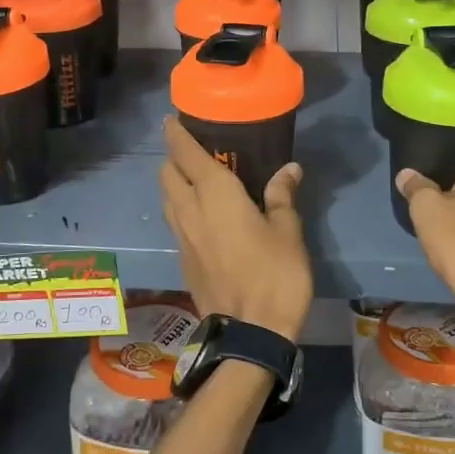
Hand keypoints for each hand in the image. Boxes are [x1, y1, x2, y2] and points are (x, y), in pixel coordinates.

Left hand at [158, 118, 311, 340]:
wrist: (249, 333)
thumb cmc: (274, 275)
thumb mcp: (288, 232)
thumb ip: (282, 196)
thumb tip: (288, 169)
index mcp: (215, 194)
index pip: (185, 153)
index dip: (175, 134)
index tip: (172, 120)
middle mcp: (190, 210)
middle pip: (167, 173)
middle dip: (173, 157)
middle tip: (194, 151)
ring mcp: (181, 237)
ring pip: (166, 199)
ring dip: (174, 183)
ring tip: (195, 180)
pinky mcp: (182, 260)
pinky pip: (173, 222)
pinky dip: (180, 208)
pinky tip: (201, 216)